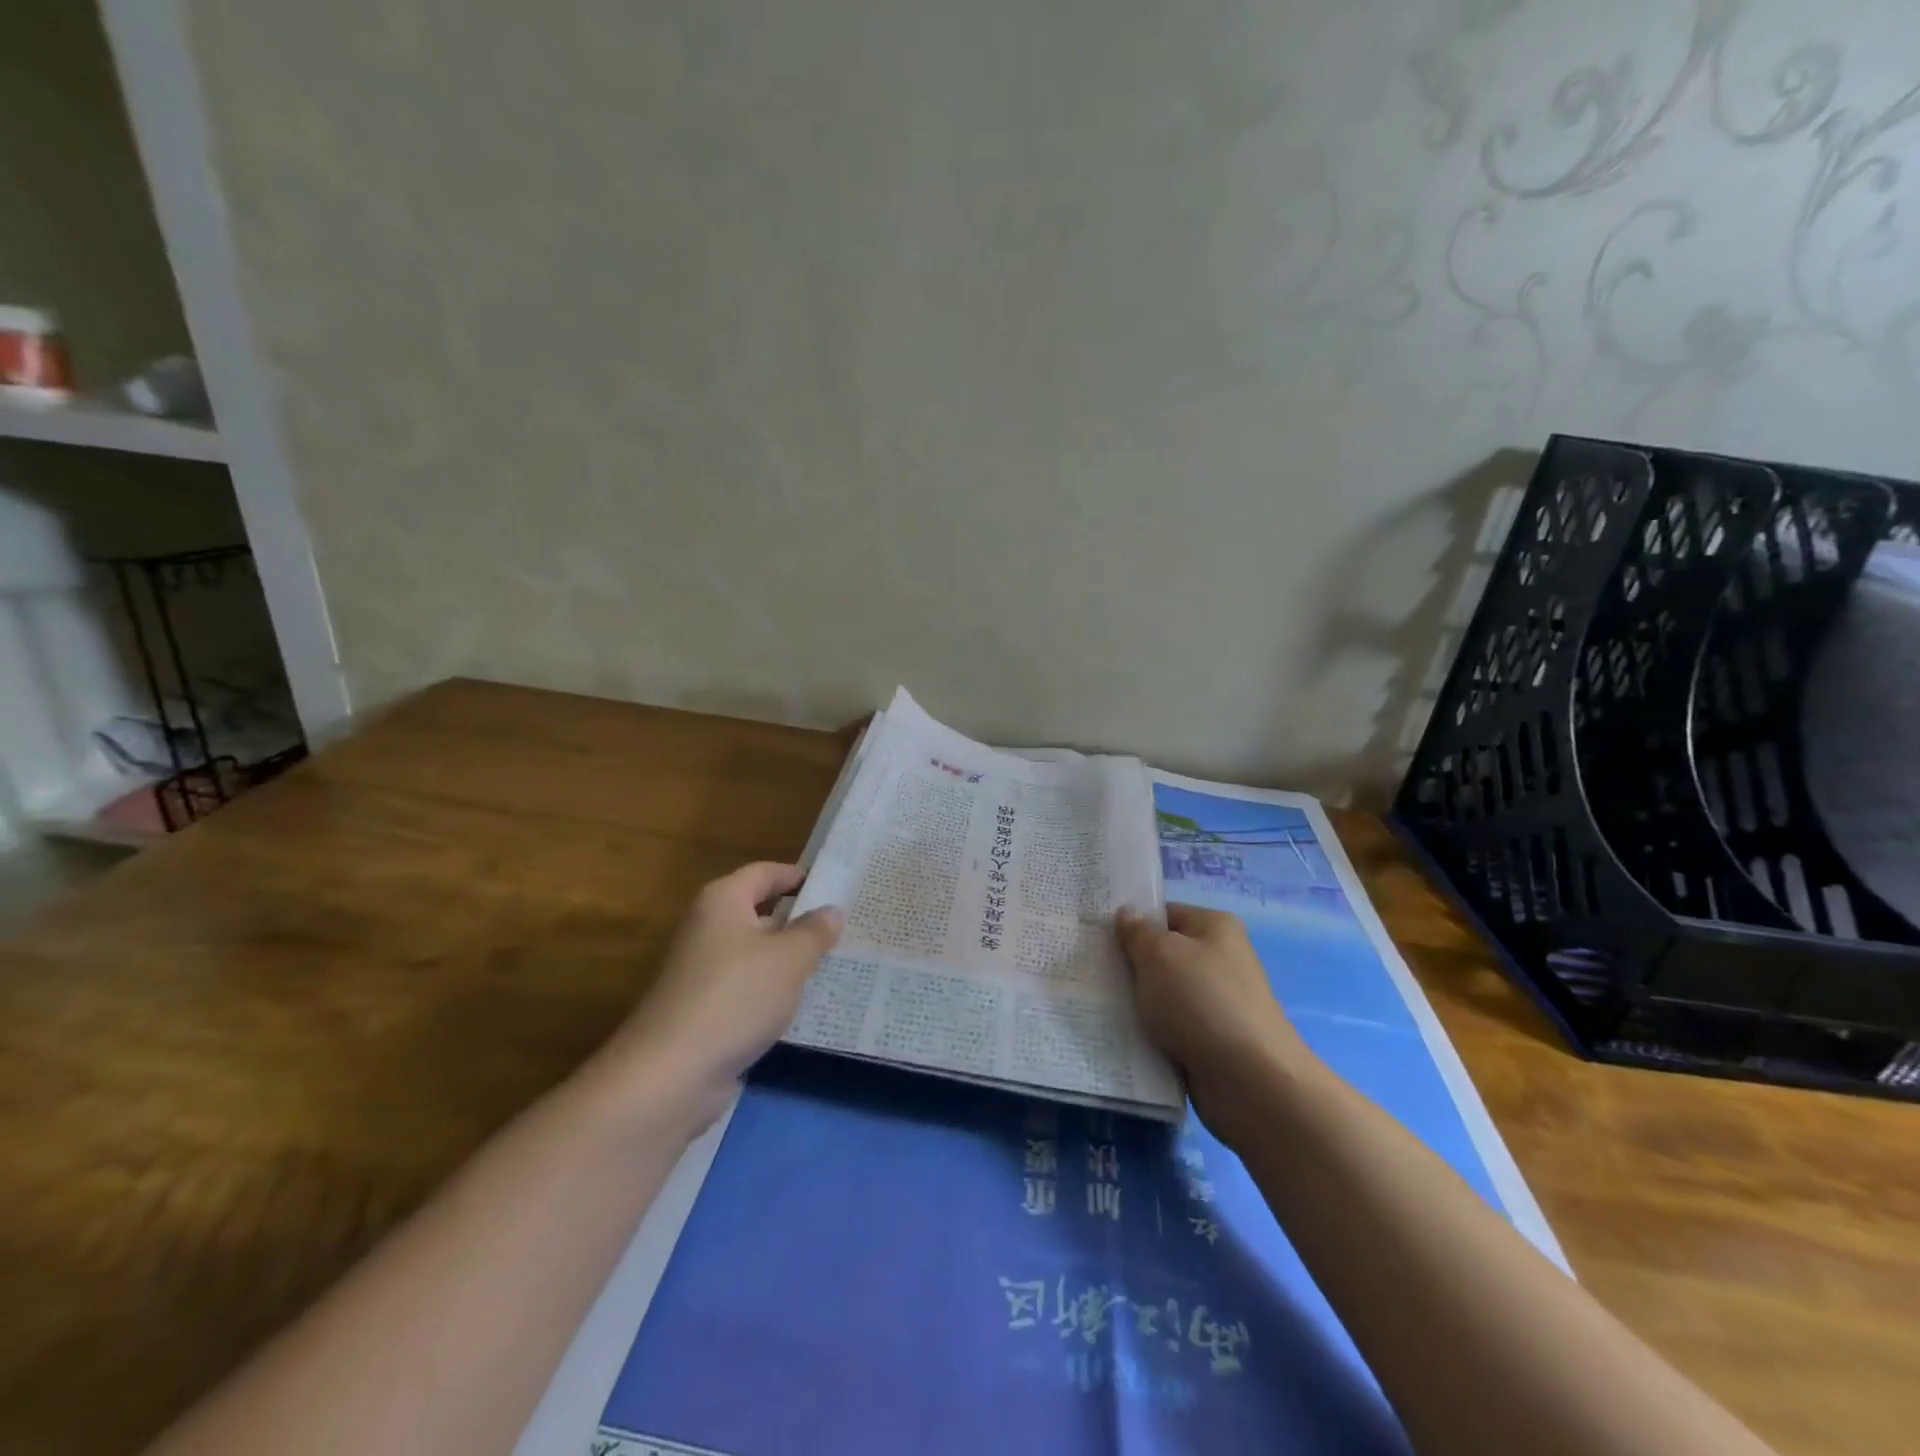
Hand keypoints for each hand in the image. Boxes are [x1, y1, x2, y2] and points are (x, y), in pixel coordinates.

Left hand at [602, 863, 841, 1126]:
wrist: (672, 1073)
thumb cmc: (736, 996)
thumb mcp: (790, 958)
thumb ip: (815, 931)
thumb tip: (832, 911)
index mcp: (722, 900)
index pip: (765, 873)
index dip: (797, 875)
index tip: (835, 885)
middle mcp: (708, 928)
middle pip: (760, 912)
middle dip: (799, 919)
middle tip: (845, 926)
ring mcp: (702, 971)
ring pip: (756, 953)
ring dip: (789, 959)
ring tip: (835, 963)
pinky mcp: (704, 1009)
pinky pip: (748, 988)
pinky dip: (774, 991)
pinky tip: (804, 1004)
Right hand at [1116, 903, 1313, 1147]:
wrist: (1249, 1081)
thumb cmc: (1201, 1002)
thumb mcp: (1159, 955)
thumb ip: (1137, 932)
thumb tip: (1127, 913)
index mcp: (1215, 928)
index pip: (1164, 913)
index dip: (1130, 920)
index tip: (1094, 932)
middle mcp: (1220, 960)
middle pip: (1162, 954)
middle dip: (1128, 964)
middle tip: (1087, 967)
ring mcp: (1216, 1002)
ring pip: (1162, 993)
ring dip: (1135, 1001)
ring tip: (1096, 1001)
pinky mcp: (1210, 1040)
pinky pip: (1169, 1027)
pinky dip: (1148, 1031)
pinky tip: (1118, 1034)